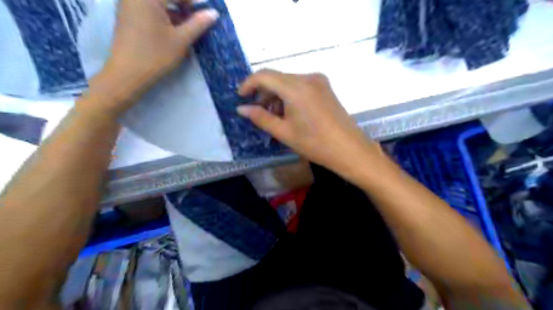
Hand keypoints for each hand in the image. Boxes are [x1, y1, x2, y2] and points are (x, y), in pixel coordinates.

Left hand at [84, 0, 216, 114]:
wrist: (128, 73)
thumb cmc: (156, 55)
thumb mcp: (181, 40)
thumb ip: (198, 24)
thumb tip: (214, 13)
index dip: (193, 1)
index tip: (204, 14)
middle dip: (182, 4)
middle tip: (194, 19)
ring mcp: (128, 3)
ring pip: (157, 1)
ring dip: (173, 8)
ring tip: (185, 25)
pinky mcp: (127, 14)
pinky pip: (148, 6)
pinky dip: (162, 12)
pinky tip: (171, 28)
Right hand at [238, 69, 385, 177]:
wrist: (350, 150)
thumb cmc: (315, 144)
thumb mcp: (284, 132)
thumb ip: (260, 118)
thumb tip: (241, 109)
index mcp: (296, 87)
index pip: (264, 75)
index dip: (248, 84)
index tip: (241, 98)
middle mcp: (308, 77)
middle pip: (277, 78)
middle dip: (264, 93)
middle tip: (259, 113)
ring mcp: (319, 81)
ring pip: (288, 82)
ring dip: (277, 96)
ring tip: (275, 117)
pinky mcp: (325, 88)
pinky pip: (301, 86)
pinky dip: (290, 96)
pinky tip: (290, 113)